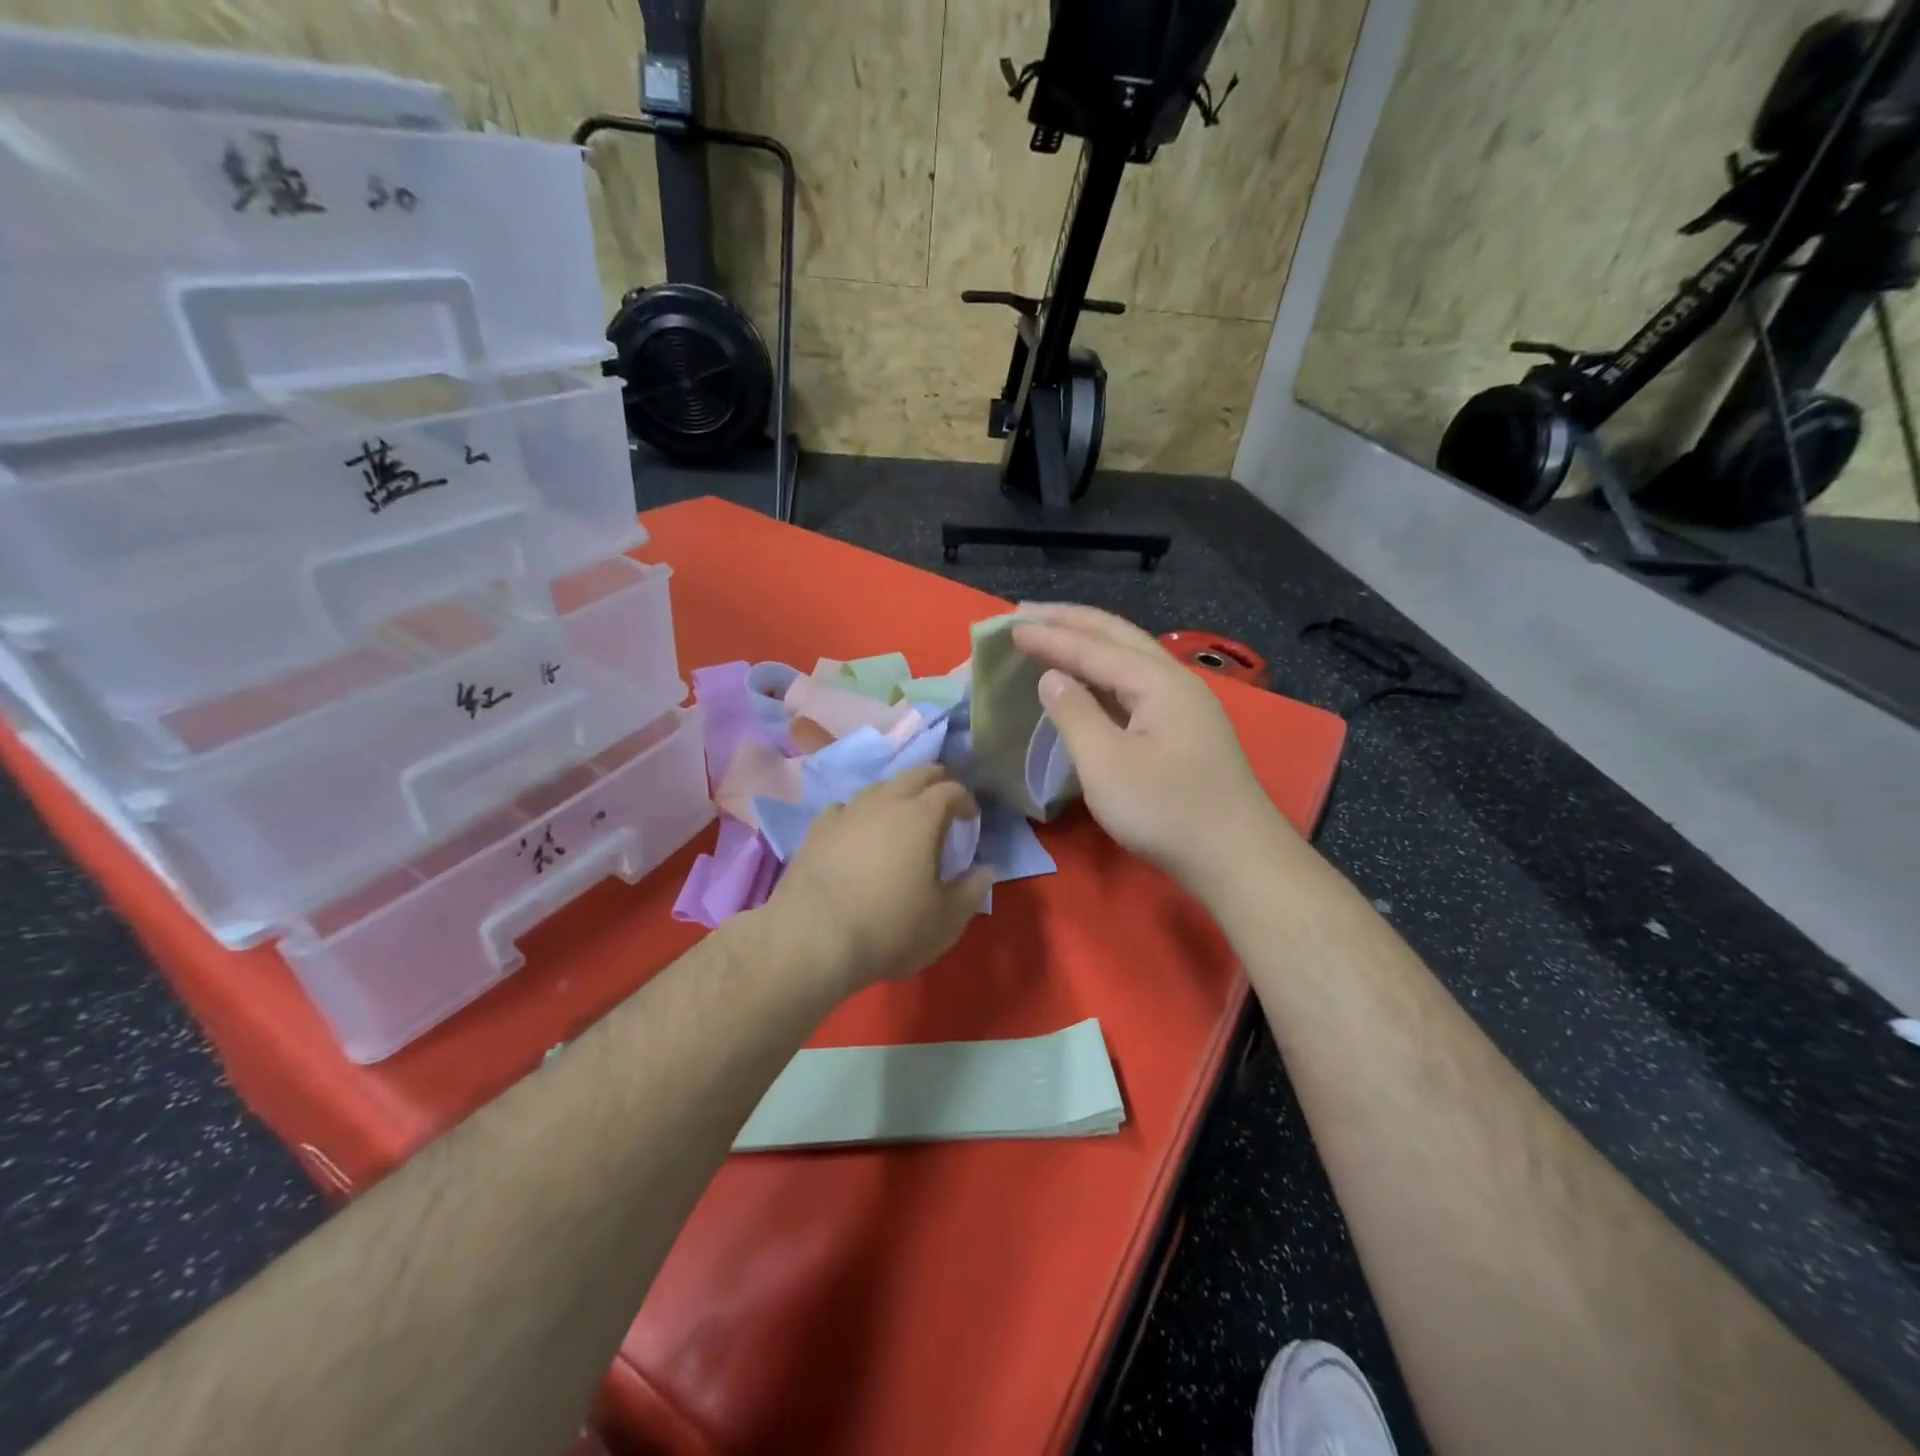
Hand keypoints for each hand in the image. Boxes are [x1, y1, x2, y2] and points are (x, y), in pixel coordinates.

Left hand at [766, 765, 992, 996]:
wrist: (813, 938)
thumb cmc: (890, 928)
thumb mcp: (945, 920)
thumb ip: (971, 891)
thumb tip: (986, 870)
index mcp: (921, 816)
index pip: (951, 790)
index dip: (965, 800)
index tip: (971, 818)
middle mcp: (884, 802)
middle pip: (915, 774)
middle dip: (935, 782)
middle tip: (944, 800)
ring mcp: (847, 812)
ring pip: (879, 787)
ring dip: (897, 794)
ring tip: (902, 815)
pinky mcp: (817, 829)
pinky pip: (846, 808)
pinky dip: (860, 814)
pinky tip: (858, 831)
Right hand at [1012, 605, 1291, 887]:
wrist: (1237, 857)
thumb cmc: (1166, 811)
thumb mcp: (1106, 765)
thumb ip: (1075, 714)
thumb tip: (1052, 677)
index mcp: (1158, 682)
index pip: (1094, 647)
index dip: (1050, 637)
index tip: (1009, 627)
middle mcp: (1175, 681)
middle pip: (1119, 636)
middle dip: (1072, 621)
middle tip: (1027, 613)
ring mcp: (1186, 705)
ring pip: (1131, 656)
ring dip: (1090, 642)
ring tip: (1053, 634)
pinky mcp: (1186, 728)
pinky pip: (1137, 683)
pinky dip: (1105, 672)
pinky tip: (1089, 679)